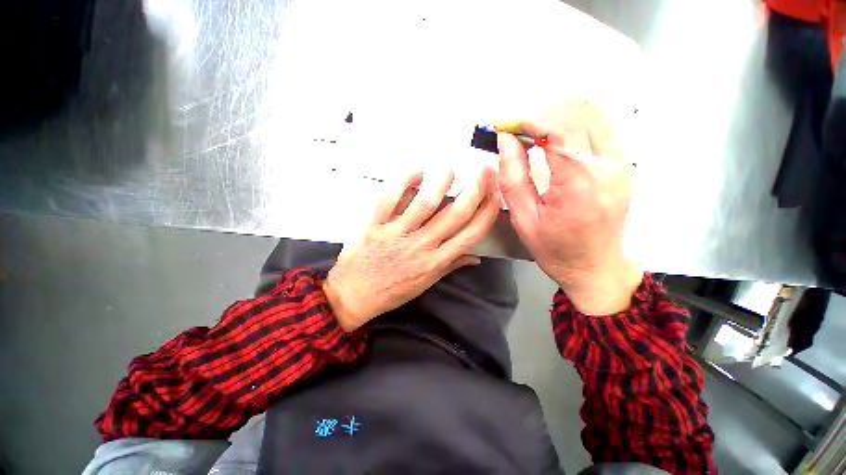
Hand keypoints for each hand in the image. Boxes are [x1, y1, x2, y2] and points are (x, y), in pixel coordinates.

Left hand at [323, 167, 499, 330]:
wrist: (354, 295)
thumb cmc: (392, 291)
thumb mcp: (426, 283)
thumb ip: (451, 266)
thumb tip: (476, 257)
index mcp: (436, 261)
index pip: (471, 234)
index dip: (487, 212)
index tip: (495, 194)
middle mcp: (421, 245)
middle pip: (455, 214)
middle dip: (475, 190)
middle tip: (483, 170)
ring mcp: (397, 234)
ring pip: (425, 204)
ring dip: (441, 183)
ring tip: (449, 170)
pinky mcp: (375, 225)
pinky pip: (390, 199)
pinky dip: (403, 182)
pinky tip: (415, 173)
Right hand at [497, 101, 642, 314]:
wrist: (594, 267)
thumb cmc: (555, 249)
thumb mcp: (523, 218)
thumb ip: (512, 176)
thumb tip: (506, 141)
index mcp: (579, 183)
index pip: (557, 128)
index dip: (527, 119)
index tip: (506, 125)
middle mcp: (607, 166)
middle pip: (579, 112)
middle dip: (541, 112)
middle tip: (516, 128)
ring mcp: (620, 164)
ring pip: (594, 113)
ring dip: (559, 113)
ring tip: (533, 129)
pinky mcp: (622, 165)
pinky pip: (600, 128)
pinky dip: (574, 122)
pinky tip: (554, 137)